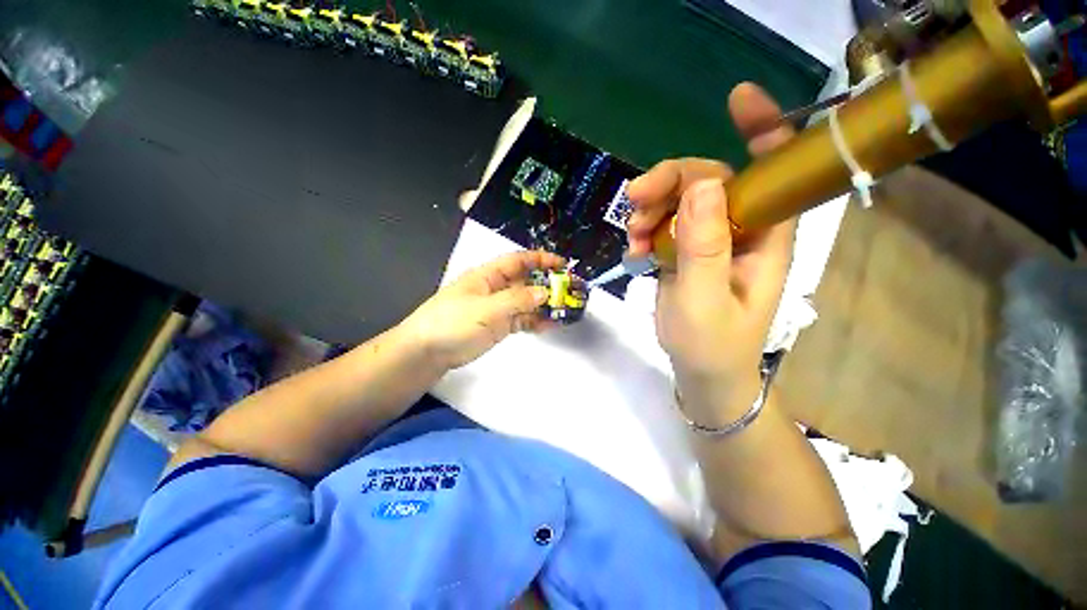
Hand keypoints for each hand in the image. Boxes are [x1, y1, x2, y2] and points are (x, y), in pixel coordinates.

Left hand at [401, 251, 565, 369]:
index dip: (541, 259)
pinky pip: (522, 319)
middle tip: (571, 292)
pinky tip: (551, 325)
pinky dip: (536, 321)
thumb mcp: (486, 309)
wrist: (428, 352)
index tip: (563, 265)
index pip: (518, 261)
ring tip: (566, 310)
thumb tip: (545, 292)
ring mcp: (498, 308)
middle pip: (527, 281)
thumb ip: (517, 300)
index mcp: (489, 276)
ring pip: (527, 301)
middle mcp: (496, 288)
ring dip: (545, 305)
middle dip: (548, 284)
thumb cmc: (453, 323)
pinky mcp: (499, 325)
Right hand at [626, 83, 795, 420]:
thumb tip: (703, 184)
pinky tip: (634, 249)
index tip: (736, 100)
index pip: (773, 171)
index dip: (763, 129)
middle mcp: (742, 229)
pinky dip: (645, 229)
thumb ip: (705, 245)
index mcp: (765, 236)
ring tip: (632, 239)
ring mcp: (711, 239)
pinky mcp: (687, 251)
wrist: (702, 372)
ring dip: (651, 210)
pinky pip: (665, 223)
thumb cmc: (712, 344)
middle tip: (633, 201)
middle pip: (709, 180)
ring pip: (680, 200)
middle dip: (669, 183)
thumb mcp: (704, 299)